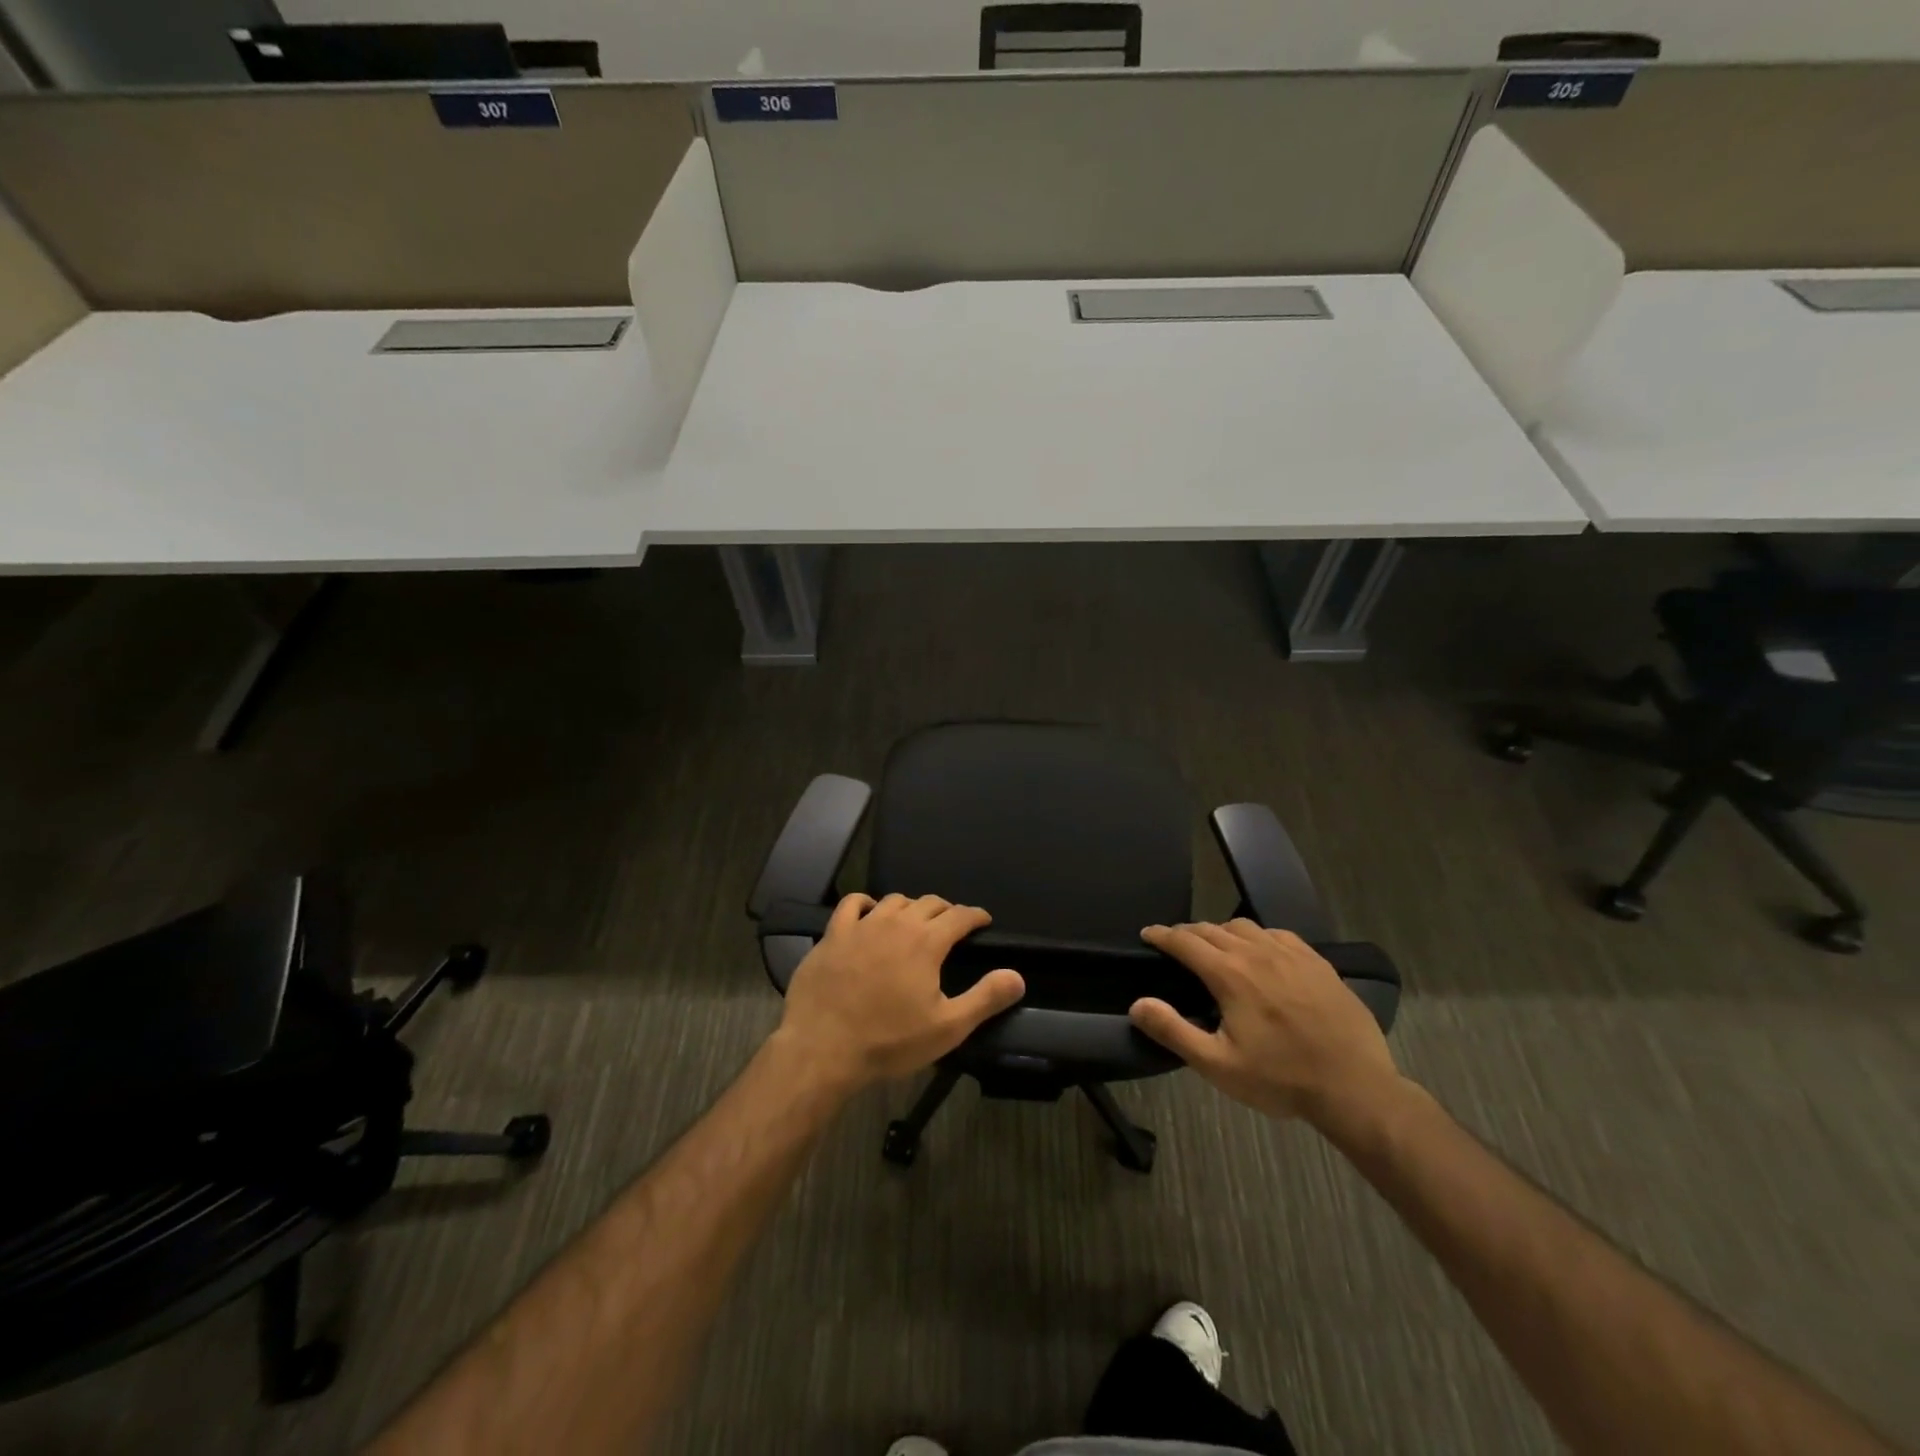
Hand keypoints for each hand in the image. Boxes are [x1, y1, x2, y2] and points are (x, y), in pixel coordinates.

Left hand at [777, 893, 1025, 1090]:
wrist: (823, 1048)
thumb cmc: (889, 1041)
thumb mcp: (947, 1027)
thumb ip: (985, 998)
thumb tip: (1017, 976)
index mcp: (927, 942)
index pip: (959, 916)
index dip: (975, 916)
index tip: (983, 921)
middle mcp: (897, 923)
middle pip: (928, 903)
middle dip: (946, 910)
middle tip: (952, 925)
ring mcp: (862, 925)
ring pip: (894, 900)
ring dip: (911, 906)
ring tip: (915, 921)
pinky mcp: (833, 934)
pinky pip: (853, 904)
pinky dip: (867, 903)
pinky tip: (870, 913)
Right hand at [1129, 920, 1398, 1125]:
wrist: (1356, 1088)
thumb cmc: (1281, 1079)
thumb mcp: (1218, 1065)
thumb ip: (1173, 1031)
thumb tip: (1137, 1003)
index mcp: (1229, 974)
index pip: (1185, 941)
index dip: (1161, 935)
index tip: (1147, 933)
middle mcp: (1257, 953)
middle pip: (1212, 929)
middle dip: (1188, 933)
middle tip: (1175, 944)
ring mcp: (1292, 954)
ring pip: (1245, 926)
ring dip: (1221, 931)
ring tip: (1215, 946)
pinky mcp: (1318, 962)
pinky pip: (1278, 934)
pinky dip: (1258, 936)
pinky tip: (1261, 952)